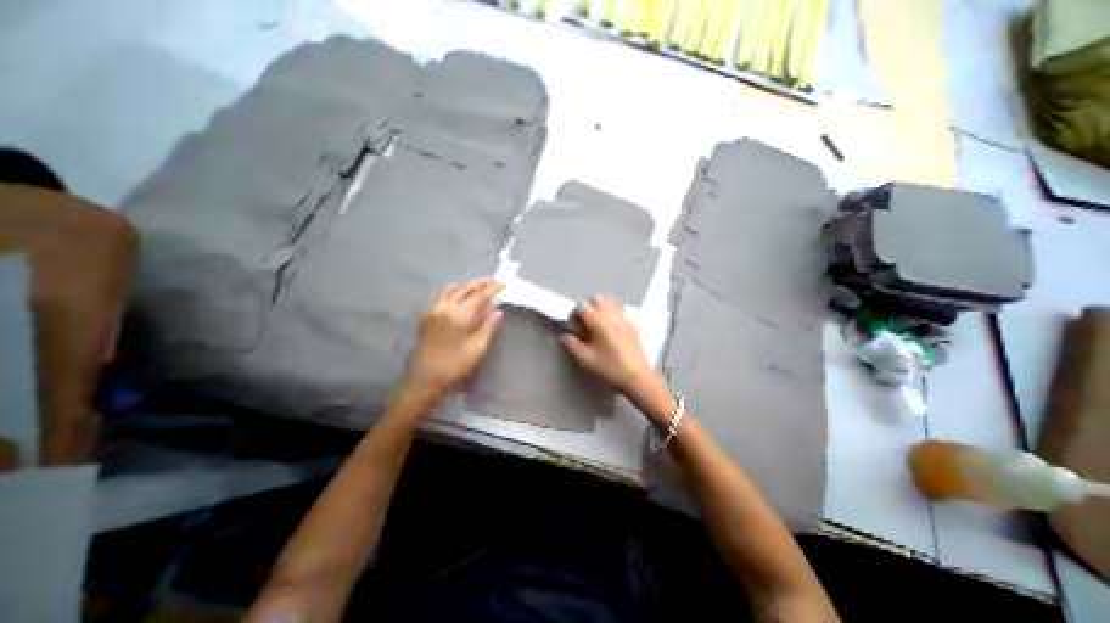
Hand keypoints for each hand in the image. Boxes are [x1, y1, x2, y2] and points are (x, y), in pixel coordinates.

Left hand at [406, 277, 506, 398]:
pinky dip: (451, 292)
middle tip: (492, 281)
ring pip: (450, 289)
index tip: (502, 283)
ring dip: (465, 285)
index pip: (479, 295)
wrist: (426, 378)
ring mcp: (433, 310)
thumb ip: (488, 327)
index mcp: (460, 315)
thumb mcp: (478, 348)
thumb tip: (498, 312)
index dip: (492, 288)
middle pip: (465, 288)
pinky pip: (440, 297)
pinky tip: (456, 298)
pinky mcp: (426, 316)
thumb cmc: (455, 365)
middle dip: (480, 282)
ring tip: (476, 287)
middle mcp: (445, 307)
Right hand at [559, 295, 652, 393]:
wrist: (636, 377)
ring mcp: (624, 319)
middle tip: (584, 325)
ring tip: (596, 326)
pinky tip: (609, 332)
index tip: (573, 327)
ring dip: (600, 309)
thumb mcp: (584, 359)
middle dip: (587, 308)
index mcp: (599, 321)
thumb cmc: (610, 368)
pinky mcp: (632, 326)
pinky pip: (619, 311)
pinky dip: (611, 315)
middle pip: (597, 299)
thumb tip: (564, 337)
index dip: (574, 315)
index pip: (582, 306)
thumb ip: (571, 345)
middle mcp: (612, 315)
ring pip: (609, 302)